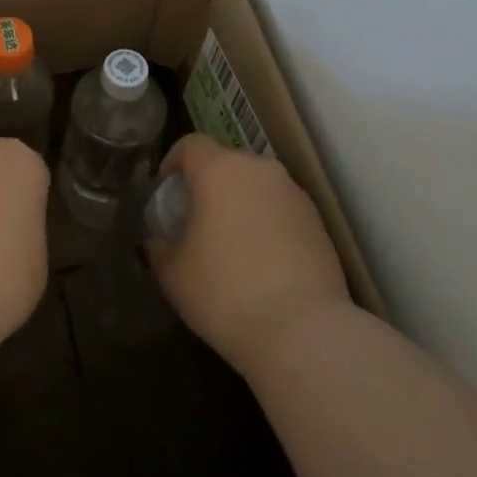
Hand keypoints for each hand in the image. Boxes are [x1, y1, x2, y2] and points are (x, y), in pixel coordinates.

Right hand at [146, 134, 350, 374]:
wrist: (303, 332)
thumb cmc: (224, 292)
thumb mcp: (173, 273)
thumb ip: (160, 247)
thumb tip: (158, 243)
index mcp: (219, 170)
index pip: (191, 145)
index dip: (173, 162)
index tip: (167, 191)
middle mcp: (259, 170)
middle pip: (226, 163)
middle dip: (209, 184)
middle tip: (197, 219)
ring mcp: (294, 194)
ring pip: (257, 186)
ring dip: (241, 204)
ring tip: (232, 243)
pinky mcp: (319, 223)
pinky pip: (282, 210)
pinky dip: (268, 224)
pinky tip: (263, 262)